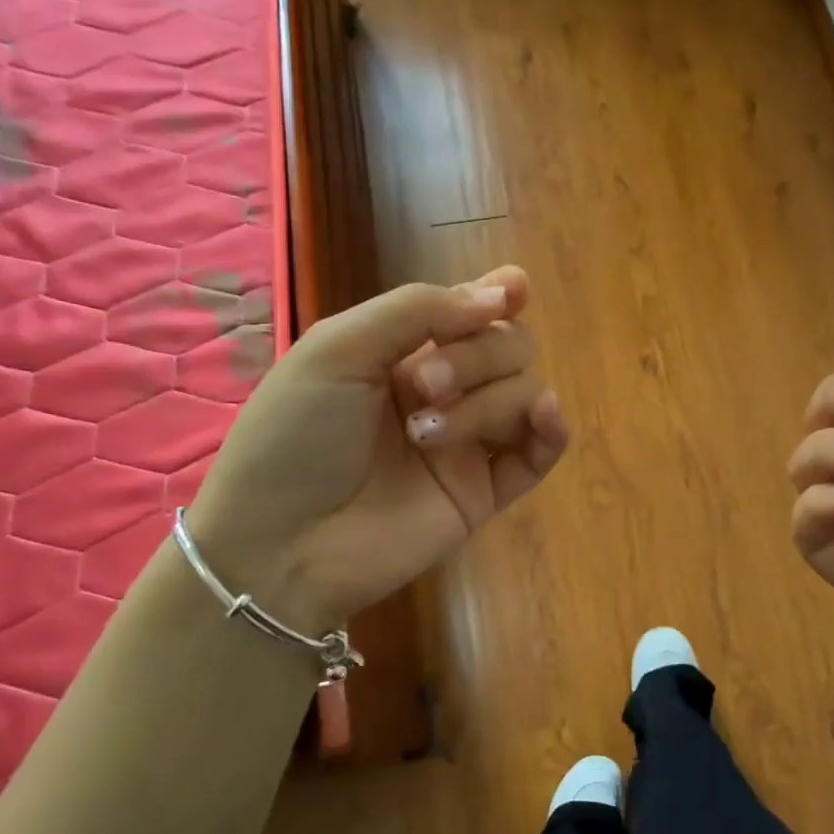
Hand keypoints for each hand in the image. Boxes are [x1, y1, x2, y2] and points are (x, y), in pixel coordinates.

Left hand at [188, 266, 567, 632]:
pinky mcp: (486, 492)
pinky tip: (542, 416)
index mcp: (406, 352)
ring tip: (425, 438)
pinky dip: (553, 429)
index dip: (500, 295)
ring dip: (487, 403)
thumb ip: (419, 310)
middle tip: (421, 388)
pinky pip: (541, 453)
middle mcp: (446, 391)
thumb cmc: (294, 436)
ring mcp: (469, 443)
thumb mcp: (338, 349)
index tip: (516, 290)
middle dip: (476, 356)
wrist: (280, 543)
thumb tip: (506, 294)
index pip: (472, 312)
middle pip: (509, 347)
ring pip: (525, 393)